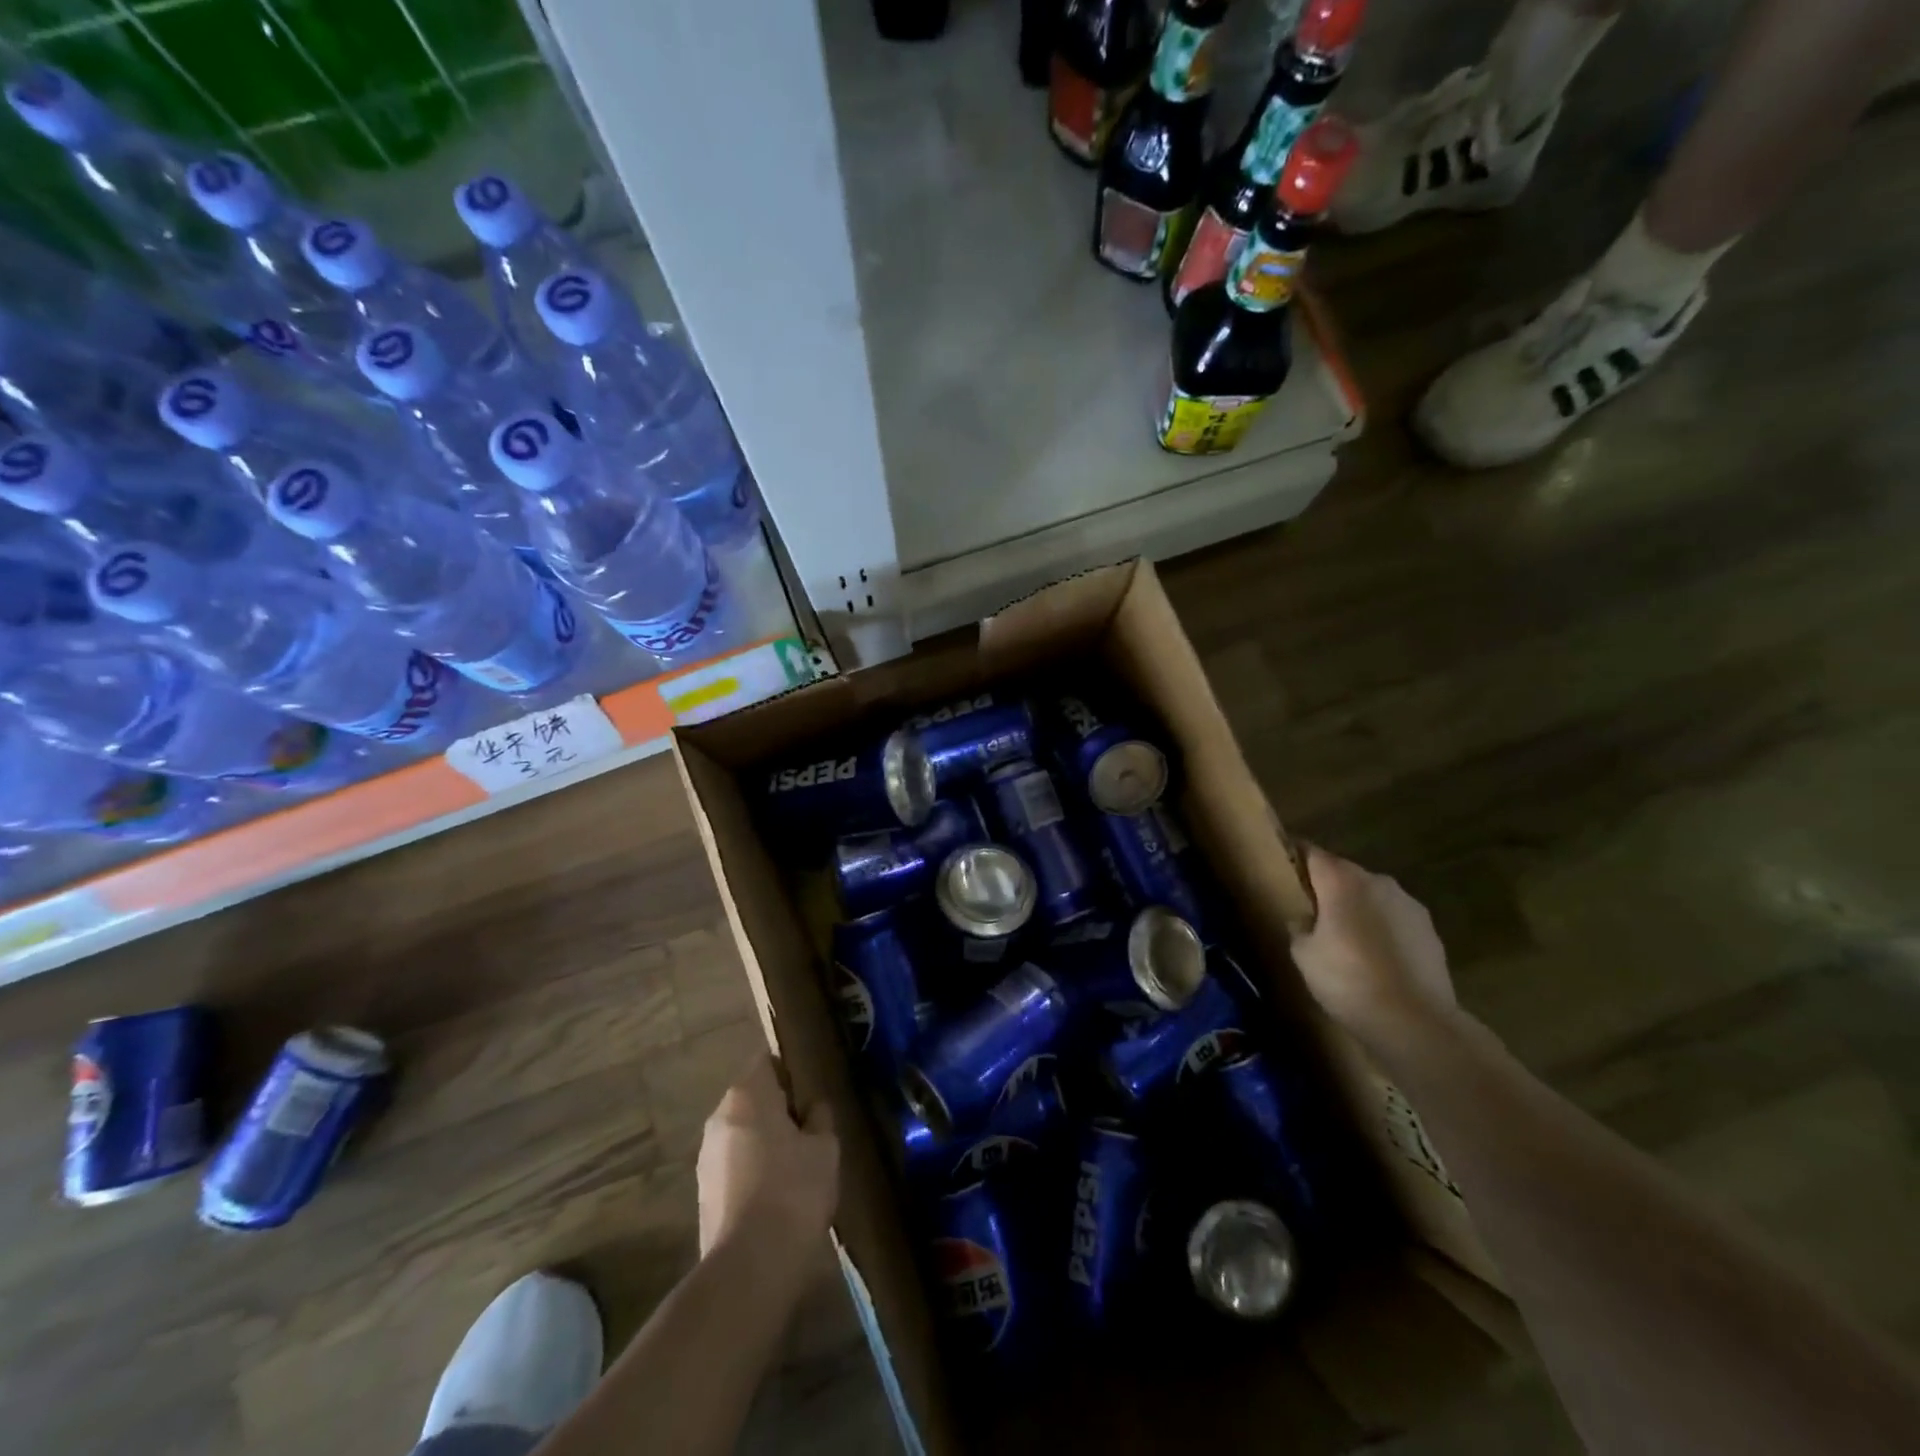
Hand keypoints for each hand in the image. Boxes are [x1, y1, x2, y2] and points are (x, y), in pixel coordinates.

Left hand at [697, 1053, 839, 1263]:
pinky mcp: (703, 1193)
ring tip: (795, 1163)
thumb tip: (812, 1108)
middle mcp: (719, 1117)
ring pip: (741, 1133)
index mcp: (747, 1094)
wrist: (751, 1266)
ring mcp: (706, 1156)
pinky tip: (776, 1193)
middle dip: (777, 1107)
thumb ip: (819, 1117)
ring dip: (763, 1140)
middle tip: (809, 1126)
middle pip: (751, 1097)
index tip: (810, 1088)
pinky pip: (733, 1165)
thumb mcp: (824, 1147)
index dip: (790, 1070)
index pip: (767, 1061)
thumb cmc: (794, 1190)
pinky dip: (752, 1169)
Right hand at [1290, 845, 1458, 1051]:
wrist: (1415, 1021)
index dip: (1295, 857)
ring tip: (1346, 938)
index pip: (1312, 852)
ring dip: (1358, 908)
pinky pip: (1395, 919)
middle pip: (1344, 873)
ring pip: (1372, 896)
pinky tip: (1376, 958)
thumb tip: (1304, 919)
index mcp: (1342, 880)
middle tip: (1311, 910)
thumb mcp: (1304, 954)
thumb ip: (1299, 926)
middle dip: (1327, 886)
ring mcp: (1409, 904)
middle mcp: (1377, 882)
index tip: (1284, 867)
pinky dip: (1382, 929)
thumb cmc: (1348, 980)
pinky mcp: (1430, 931)